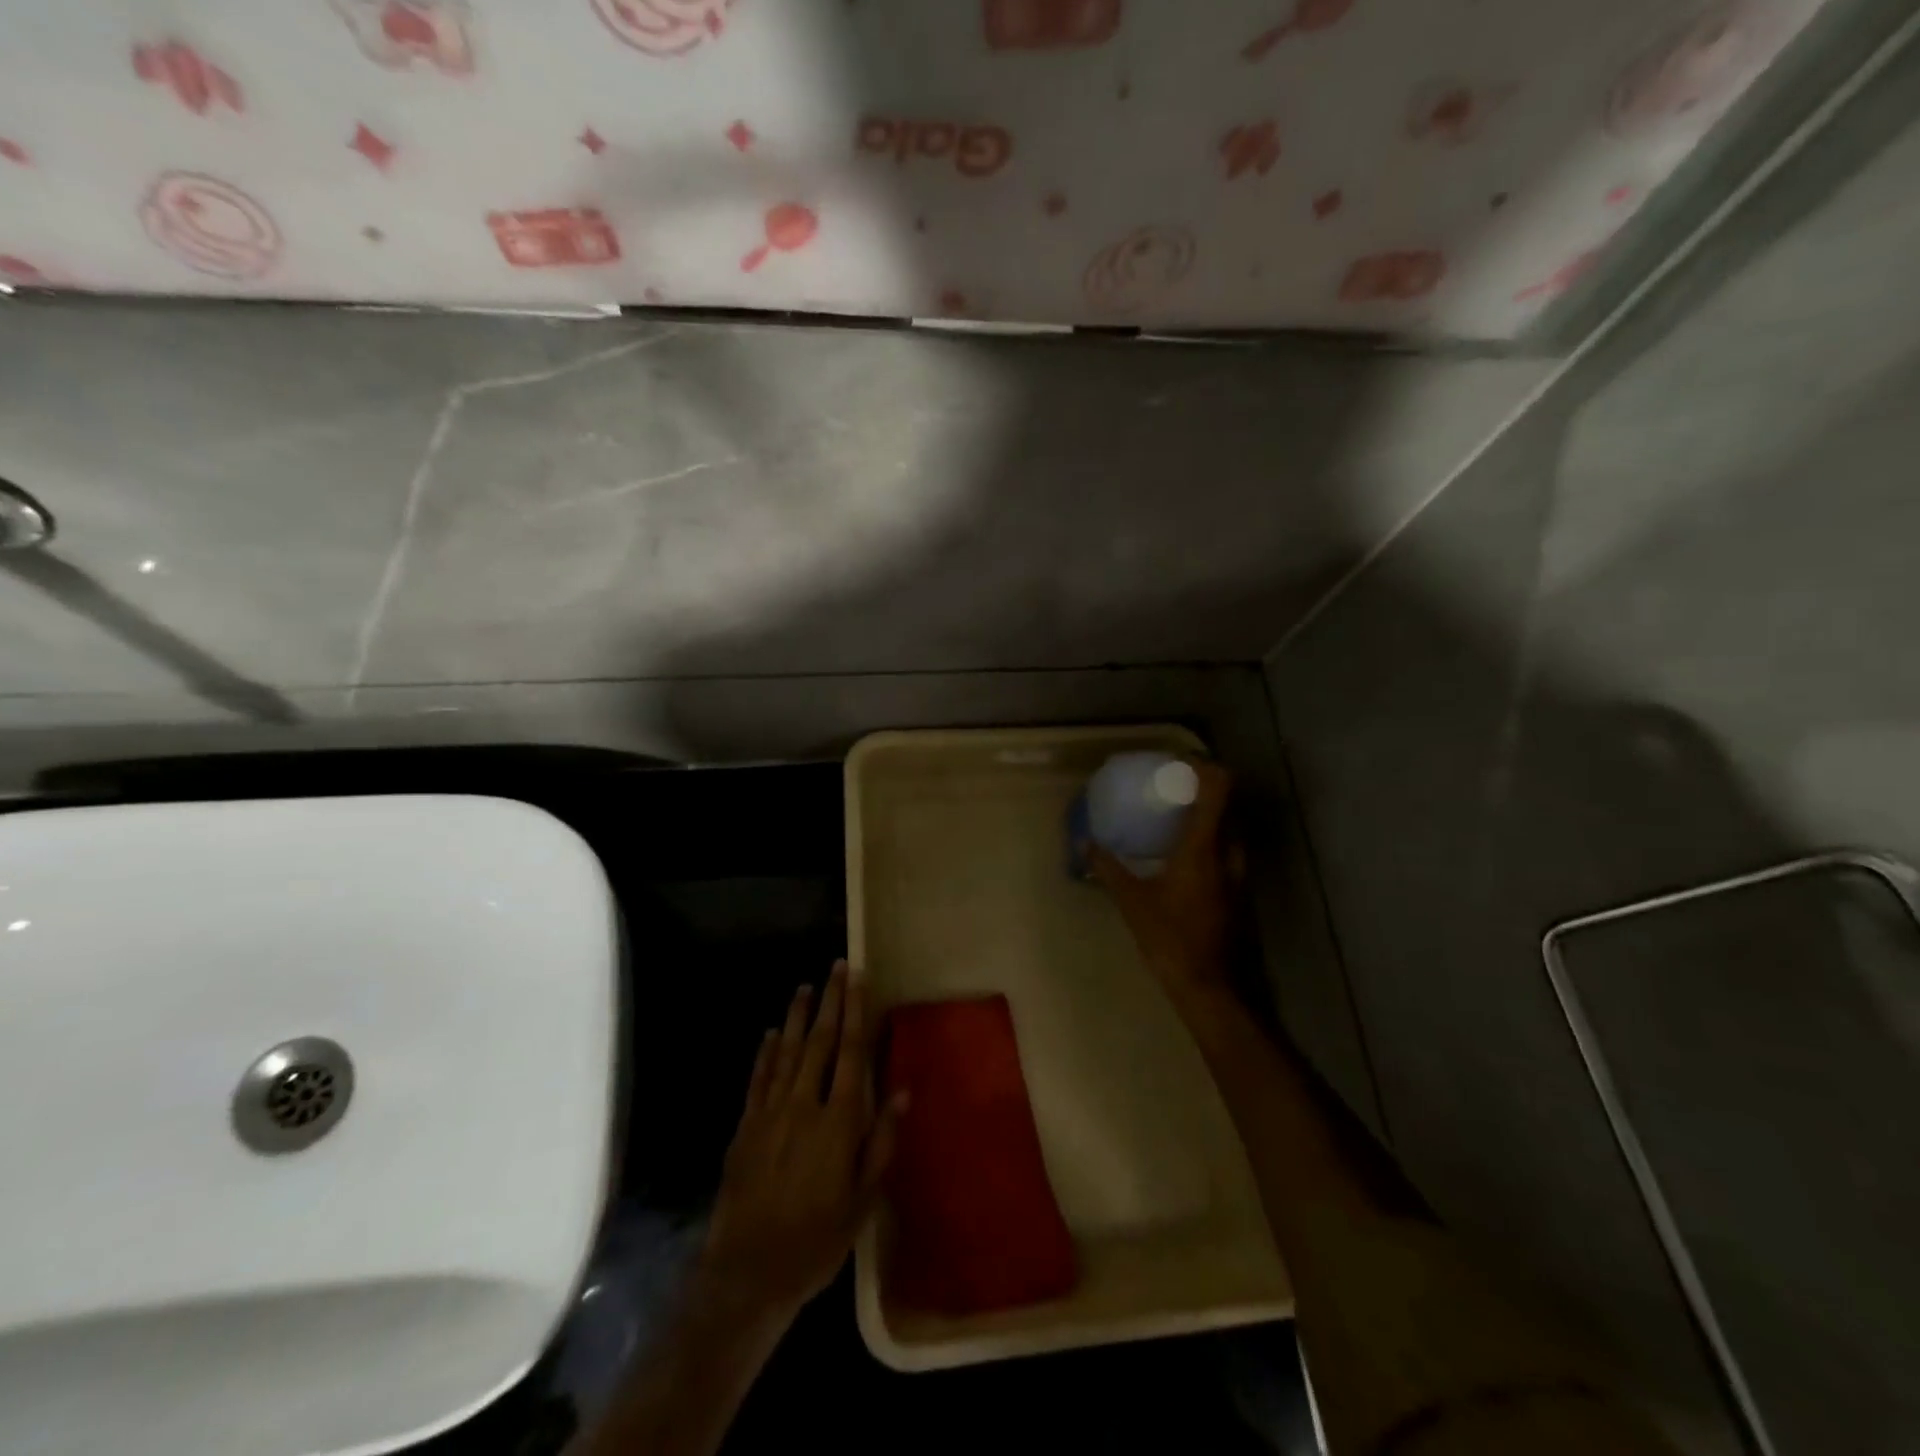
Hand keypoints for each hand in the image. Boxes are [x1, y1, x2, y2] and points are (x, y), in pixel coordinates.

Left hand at [696, 962, 903, 1326]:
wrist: (748, 1273)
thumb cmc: (817, 1240)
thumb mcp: (863, 1200)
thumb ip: (881, 1142)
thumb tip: (903, 1092)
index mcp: (838, 1121)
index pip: (851, 1052)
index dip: (856, 1012)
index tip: (858, 979)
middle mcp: (804, 1105)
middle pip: (819, 1042)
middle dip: (829, 1002)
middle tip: (836, 967)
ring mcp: (770, 1113)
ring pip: (786, 1052)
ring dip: (796, 1017)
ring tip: (804, 987)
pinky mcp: (745, 1128)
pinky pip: (758, 1079)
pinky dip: (765, 1053)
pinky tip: (769, 1034)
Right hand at [1091, 760, 1237, 1008]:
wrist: (1205, 983)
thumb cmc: (1168, 936)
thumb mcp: (1131, 900)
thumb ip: (1108, 868)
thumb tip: (1084, 844)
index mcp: (1203, 848)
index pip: (1219, 790)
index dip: (1206, 767)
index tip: (1181, 761)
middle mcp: (1227, 854)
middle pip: (1229, 805)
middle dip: (1206, 789)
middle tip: (1176, 788)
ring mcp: (1237, 874)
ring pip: (1231, 830)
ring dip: (1211, 816)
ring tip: (1180, 817)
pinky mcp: (1237, 892)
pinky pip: (1228, 851)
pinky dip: (1212, 840)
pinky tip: (1187, 855)